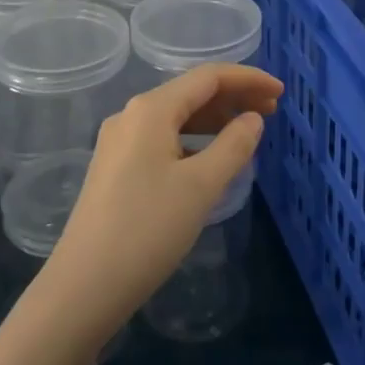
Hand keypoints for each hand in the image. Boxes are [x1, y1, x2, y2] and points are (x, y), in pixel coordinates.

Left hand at [40, 63, 281, 338]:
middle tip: (272, 112)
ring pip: (177, 116)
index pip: (208, 77)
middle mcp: (132, 115)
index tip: (281, 92)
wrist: (84, 287)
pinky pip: (163, 138)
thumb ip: (234, 145)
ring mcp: (120, 141)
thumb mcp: (201, 187)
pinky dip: (194, 139)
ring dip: (214, 119)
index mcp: (151, 109)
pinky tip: (211, 158)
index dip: (248, 79)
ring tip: (248, 132)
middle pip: (191, 92)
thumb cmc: (148, 230)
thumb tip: (253, 119)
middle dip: (233, 97)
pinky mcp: (116, 167)